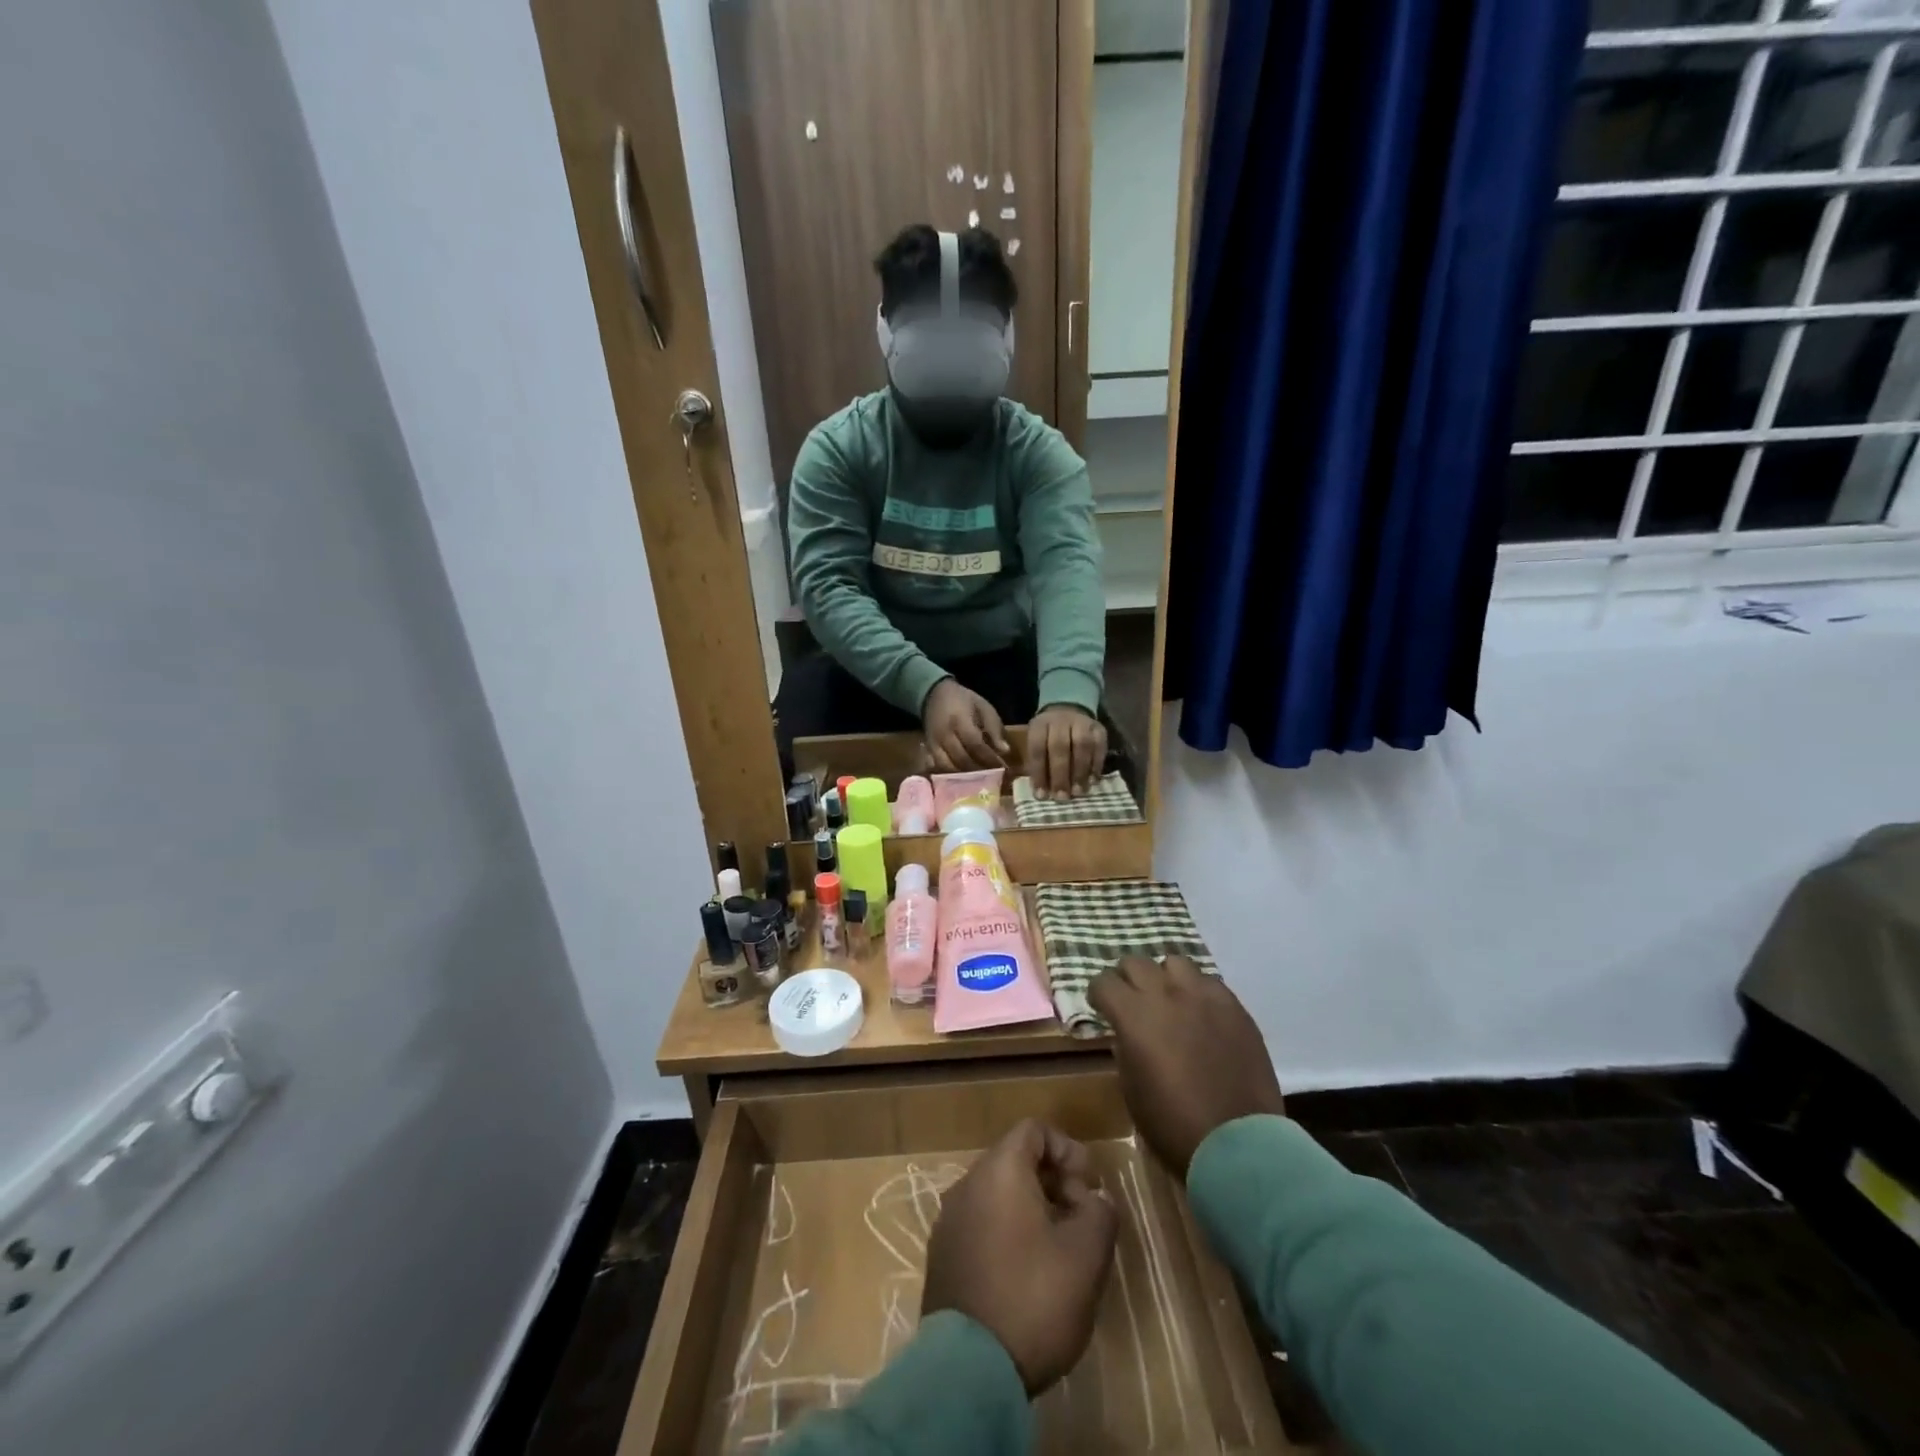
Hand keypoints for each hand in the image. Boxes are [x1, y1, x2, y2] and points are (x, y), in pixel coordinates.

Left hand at [922, 1119, 1117, 1395]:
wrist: (969, 1372)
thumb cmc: (1033, 1299)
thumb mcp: (1086, 1255)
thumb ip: (1100, 1212)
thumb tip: (1095, 1199)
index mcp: (998, 1171)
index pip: (1033, 1130)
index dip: (1067, 1149)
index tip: (1089, 1185)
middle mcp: (966, 1184)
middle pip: (1015, 1160)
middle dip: (1054, 1181)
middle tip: (1082, 1220)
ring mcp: (949, 1221)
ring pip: (997, 1194)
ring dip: (1033, 1209)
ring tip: (1060, 1250)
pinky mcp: (942, 1257)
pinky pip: (981, 1224)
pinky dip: (1008, 1232)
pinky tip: (1028, 1274)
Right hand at [923, 678, 1009, 771]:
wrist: (934, 694)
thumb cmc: (963, 700)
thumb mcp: (983, 707)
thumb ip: (994, 728)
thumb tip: (1005, 751)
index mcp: (960, 721)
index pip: (975, 745)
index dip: (990, 758)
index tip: (1003, 768)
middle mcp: (945, 734)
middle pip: (962, 759)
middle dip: (980, 771)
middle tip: (994, 778)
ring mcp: (934, 744)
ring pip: (949, 767)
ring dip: (965, 777)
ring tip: (980, 780)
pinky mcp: (928, 750)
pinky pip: (938, 768)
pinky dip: (951, 775)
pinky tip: (963, 779)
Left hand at [1026, 704, 1106, 799]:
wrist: (1068, 709)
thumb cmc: (1048, 736)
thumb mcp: (1037, 743)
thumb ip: (1038, 764)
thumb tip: (1042, 794)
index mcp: (1040, 725)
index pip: (1037, 749)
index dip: (1039, 774)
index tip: (1042, 796)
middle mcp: (1060, 721)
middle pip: (1060, 747)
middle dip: (1061, 775)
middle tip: (1062, 797)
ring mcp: (1081, 722)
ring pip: (1082, 745)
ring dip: (1080, 772)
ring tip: (1079, 792)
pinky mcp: (1099, 728)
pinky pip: (1099, 746)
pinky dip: (1097, 765)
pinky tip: (1093, 781)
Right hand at [1088, 955, 1283, 1178]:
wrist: (1237, 1144)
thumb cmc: (1173, 1124)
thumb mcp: (1131, 1089)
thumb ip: (1125, 1049)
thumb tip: (1126, 1033)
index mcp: (1134, 1015)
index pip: (1103, 982)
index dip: (1098, 994)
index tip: (1101, 1007)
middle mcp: (1166, 994)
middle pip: (1135, 962)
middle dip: (1127, 979)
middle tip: (1132, 1001)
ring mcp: (1204, 996)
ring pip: (1175, 963)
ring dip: (1165, 979)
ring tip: (1170, 1001)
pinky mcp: (1234, 1007)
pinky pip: (1209, 983)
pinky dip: (1198, 992)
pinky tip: (1202, 1015)